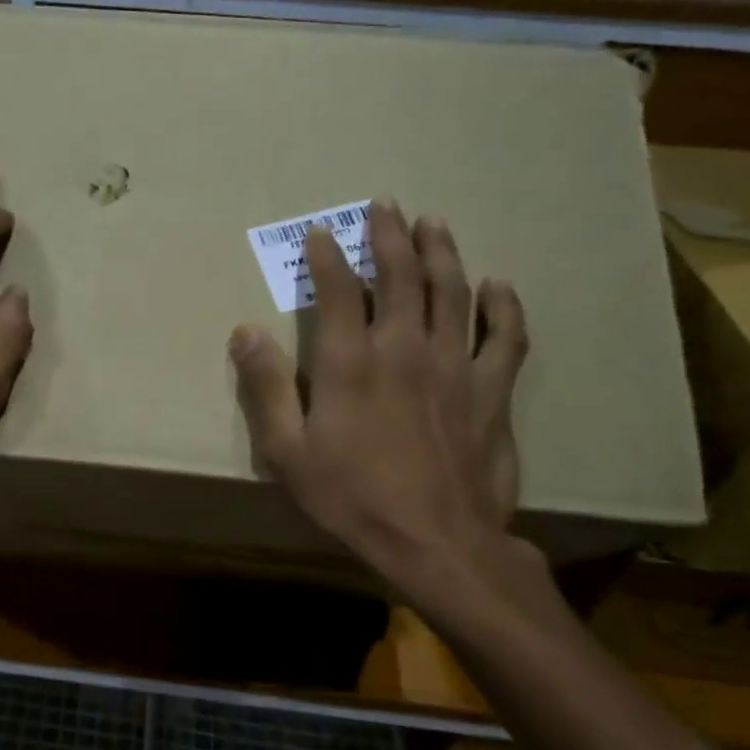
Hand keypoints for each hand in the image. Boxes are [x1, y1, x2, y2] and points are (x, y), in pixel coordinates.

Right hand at [228, 203, 531, 606]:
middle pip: (400, 275)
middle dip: (389, 236)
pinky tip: (497, 285)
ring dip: (441, 252)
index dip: (327, 256)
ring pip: (451, 291)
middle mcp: (403, 348)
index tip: (321, 232)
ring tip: (434, 224)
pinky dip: (503, 306)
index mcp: (350, 362)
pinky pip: (505, 336)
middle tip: (385, 206)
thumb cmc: (351, 497)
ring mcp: (454, 365)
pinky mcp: (492, 390)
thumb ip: (265, 388)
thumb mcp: (287, 451)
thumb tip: (244, 332)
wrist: (436, 542)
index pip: (338, 290)